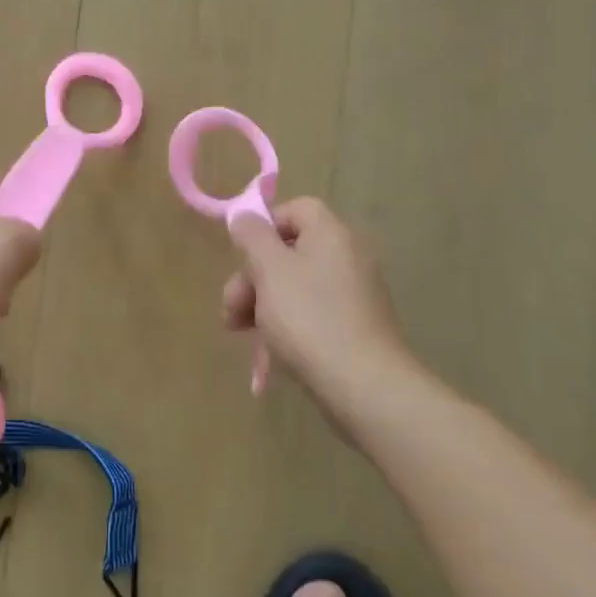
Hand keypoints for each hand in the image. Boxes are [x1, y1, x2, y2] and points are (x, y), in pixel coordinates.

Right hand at [223, 199, 421, 423]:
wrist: (364, 386)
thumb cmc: (309, 318)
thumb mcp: (269, 270)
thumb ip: (252, 236)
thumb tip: (245, 217)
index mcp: (331, 234)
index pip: (295, 209)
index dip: (263, 228)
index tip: (241, 258)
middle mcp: (348, 256)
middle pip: (289, 251)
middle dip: (252, 278)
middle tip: (230, 310)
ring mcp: (354, 294)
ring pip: (295, 286)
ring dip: (261, 304)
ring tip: (239, 333)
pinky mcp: (355, 327)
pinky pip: (312, 313)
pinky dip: (287, 325)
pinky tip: (268, 352)